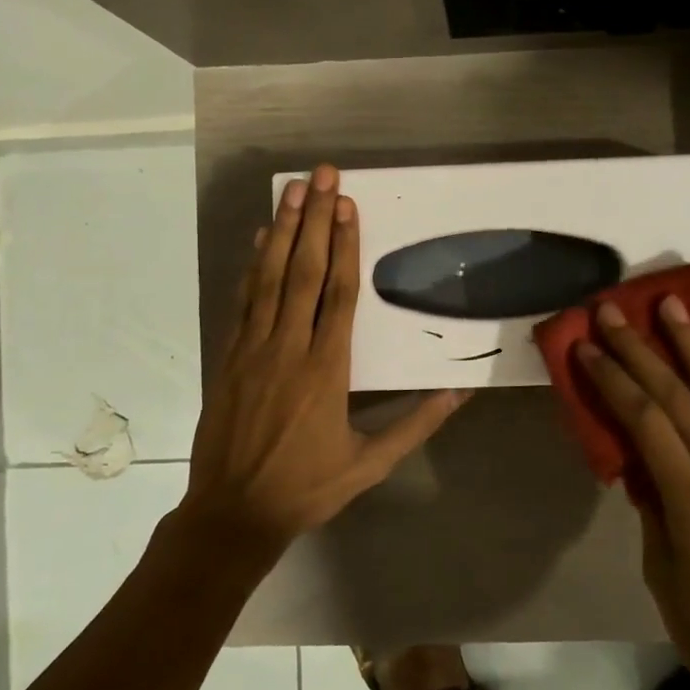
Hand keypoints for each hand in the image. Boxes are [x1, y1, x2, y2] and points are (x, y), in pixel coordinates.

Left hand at [182, 164, 470, 560]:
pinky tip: (259, 240)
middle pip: (303, 273)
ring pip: (269, 279)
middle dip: (314, 220)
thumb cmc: (308, 487)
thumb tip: (460, 391)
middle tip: (320, 175)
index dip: (345, 246)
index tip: (348, 205)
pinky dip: (252, 267)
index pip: (339, 295)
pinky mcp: (229, 358)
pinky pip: (243, 302)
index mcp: (327, 370)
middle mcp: (289, 349)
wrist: (233, 514)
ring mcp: (253, 350)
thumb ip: (416, 424)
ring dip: (282, 231)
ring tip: (290, 191)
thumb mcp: (371, 464)